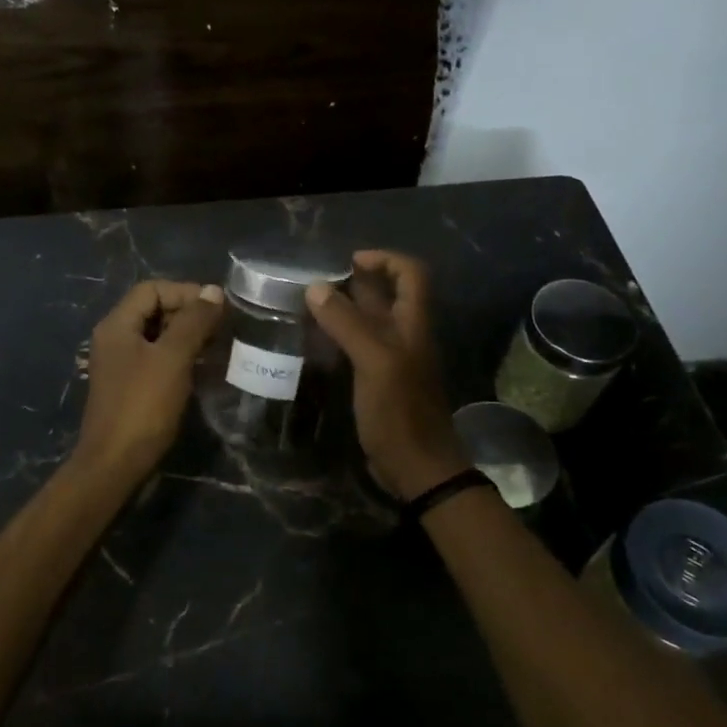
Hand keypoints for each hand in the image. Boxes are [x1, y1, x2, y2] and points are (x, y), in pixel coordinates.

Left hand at [73, 280, 224, 485]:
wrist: (114, 464)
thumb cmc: (143, 406)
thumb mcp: (173, 358)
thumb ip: (193, 322)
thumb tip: (213, 291)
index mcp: (117, 325)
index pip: (152, 289)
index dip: (185, 292)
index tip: (216, 308)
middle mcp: (114, 339)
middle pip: (153, 310)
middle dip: (188, 313)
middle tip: (220, 328)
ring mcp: (120, 364)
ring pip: (157, 336)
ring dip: (186, 336)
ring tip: (216, 347)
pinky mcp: (129, 387)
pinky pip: (156, 359)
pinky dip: (179, 357)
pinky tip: (200, 369)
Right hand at [307, 251, 469, 500]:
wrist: (417, 467)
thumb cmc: (400, 411)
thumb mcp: (374, 362)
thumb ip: (347, 323)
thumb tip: (316, 287)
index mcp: (413, 323)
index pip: (410, 273)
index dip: (384, 259)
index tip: (349, 261)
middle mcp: (406, 335)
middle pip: (387, 294)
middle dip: (356, 282)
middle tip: (317, 282)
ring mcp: (393, 358)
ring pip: (370, 320)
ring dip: (344, 309)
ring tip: (309, 306)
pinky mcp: (379, 380)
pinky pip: (360, 347)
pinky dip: (340, 337)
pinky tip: (316, 341)